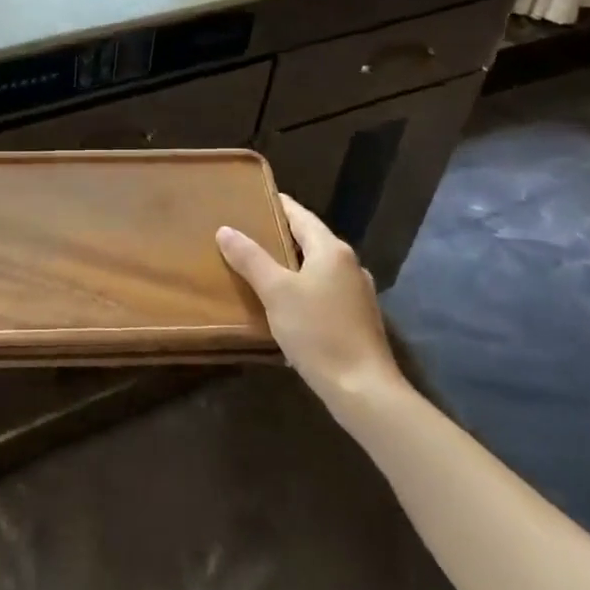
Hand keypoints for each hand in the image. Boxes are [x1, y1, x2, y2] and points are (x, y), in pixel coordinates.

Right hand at [216, 195, 402, 403]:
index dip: (277, 205)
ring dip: (292, 263)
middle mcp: (349, 265)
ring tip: (260, 265)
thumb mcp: (276, 292)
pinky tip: (286, 302)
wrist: (364, 390)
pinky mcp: (358, 319)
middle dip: (281, 235)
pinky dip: (304, 286)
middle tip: (247, 232)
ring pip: (318, 267)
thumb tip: (225, 230)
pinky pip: (325, 290)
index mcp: (332, 250)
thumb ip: (251, 259)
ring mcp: (358, 293)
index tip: (252, 199)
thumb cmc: (318, 332)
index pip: (300, 215)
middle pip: (310, 239)